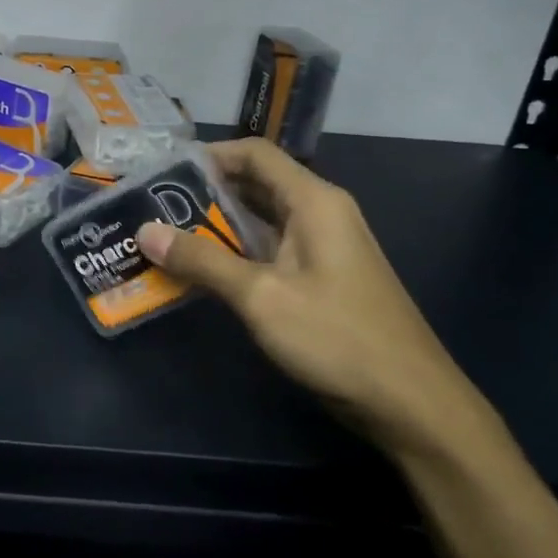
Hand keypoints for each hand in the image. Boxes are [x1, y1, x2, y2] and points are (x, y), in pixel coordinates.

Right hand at [135, 139, 495, 460]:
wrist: (412, 403)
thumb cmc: (336, 337)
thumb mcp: (260, 297)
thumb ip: (202, 260)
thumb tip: (146, 231)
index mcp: (313, 201)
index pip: (255, 154)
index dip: (209, 155)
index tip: (162, 172)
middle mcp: (321, 213)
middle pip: (257, 183)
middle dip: (205, 192)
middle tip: (155, 206)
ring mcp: (325, 247)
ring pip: (262, 219)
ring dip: (218, 225)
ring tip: (168, 236)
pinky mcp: (323, 277)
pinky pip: (272, 248)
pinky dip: (237, 252)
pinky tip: (204, 272)